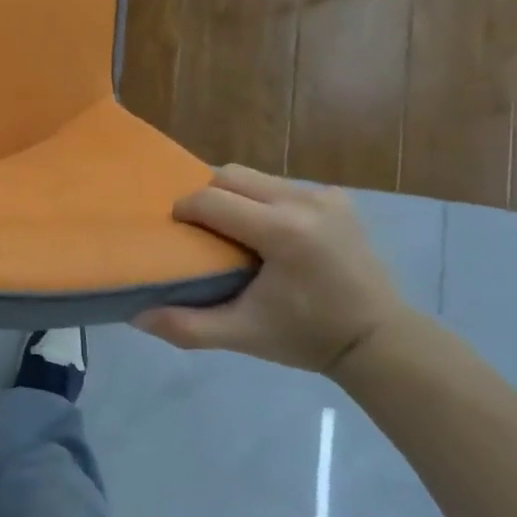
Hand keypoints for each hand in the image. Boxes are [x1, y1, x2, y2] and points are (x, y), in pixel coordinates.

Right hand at [134, 165, 408, 373]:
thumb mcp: (242, 335)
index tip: (178, 234)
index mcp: (282, 231)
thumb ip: (187, 326)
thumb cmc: (306, 337)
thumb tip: (136, 317)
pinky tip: (266, 233)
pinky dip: (262, 201)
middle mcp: (304, 201)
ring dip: (234, 197)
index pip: (211, 199)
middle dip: (206, 197)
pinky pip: (281, 186)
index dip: (184, 212)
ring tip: (231, 231)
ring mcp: (325, 195)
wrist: (379, 340)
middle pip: (230, 175)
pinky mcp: (337, 198)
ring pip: (255, 177)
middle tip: (201, 231)